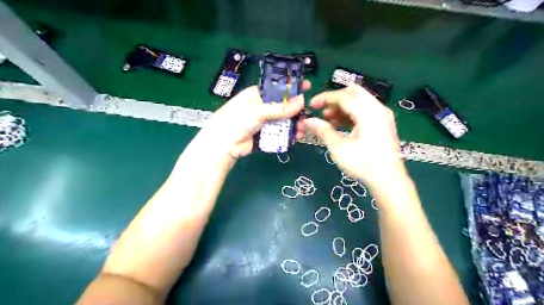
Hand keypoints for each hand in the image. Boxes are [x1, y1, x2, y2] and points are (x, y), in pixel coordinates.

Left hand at [200, 81, 309, 158]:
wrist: (223, 146)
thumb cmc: (237, 120)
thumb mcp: (258, 111)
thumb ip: (280, 107)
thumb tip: (302, 100)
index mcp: (256, 94)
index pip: (277, 87)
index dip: (292, 87)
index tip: (307, 87)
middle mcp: (260, 106)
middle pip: (283, 106)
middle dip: (296, 110)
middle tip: (308, 114)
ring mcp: (262, 122)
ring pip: (282, 121)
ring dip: (294, 124)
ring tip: (303, 129)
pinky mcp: (264, 135)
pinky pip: (279, 133)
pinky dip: (288, 135)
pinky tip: (297, 137)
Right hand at [297, 84, 407, 191]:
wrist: (389, 181)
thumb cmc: (363, 164)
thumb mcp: (339, 148)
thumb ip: (323, 131)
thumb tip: (307, 121)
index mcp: (368, 112)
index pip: (343, 96)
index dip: (325, 98)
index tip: (311, 105)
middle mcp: (377, 108)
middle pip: (353, 93)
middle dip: (335, 99)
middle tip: (323, 111)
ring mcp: (383, 115)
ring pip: (360, 101)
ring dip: (343, 107)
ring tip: (329, 121)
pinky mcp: (383, 123)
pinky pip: (365, 110)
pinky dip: (352, 113)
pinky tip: (341, 125)